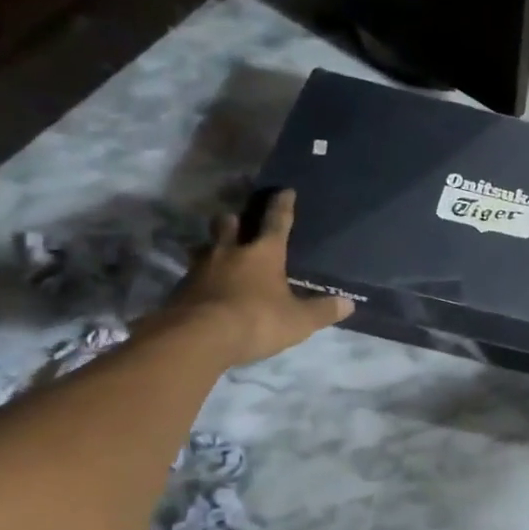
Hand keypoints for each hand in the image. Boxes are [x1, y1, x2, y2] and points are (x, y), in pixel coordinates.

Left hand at [163, 191, 353, 366]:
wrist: (198, 338)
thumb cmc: (256, 320)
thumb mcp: (298, 321)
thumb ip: (322, 311)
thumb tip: (348, 304)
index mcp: (263, 253)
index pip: (276, 221)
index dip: (282, 205)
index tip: (284, 190)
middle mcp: (230, 252)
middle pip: (228, 223)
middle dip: (234, 220)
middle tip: (238, 224)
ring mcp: (200, 269)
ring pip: (204, 247)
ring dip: (212, 248)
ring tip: (220, 257)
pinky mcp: (180, 290)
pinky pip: (192, 276)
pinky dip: (200, 280)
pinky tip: (206, 291)